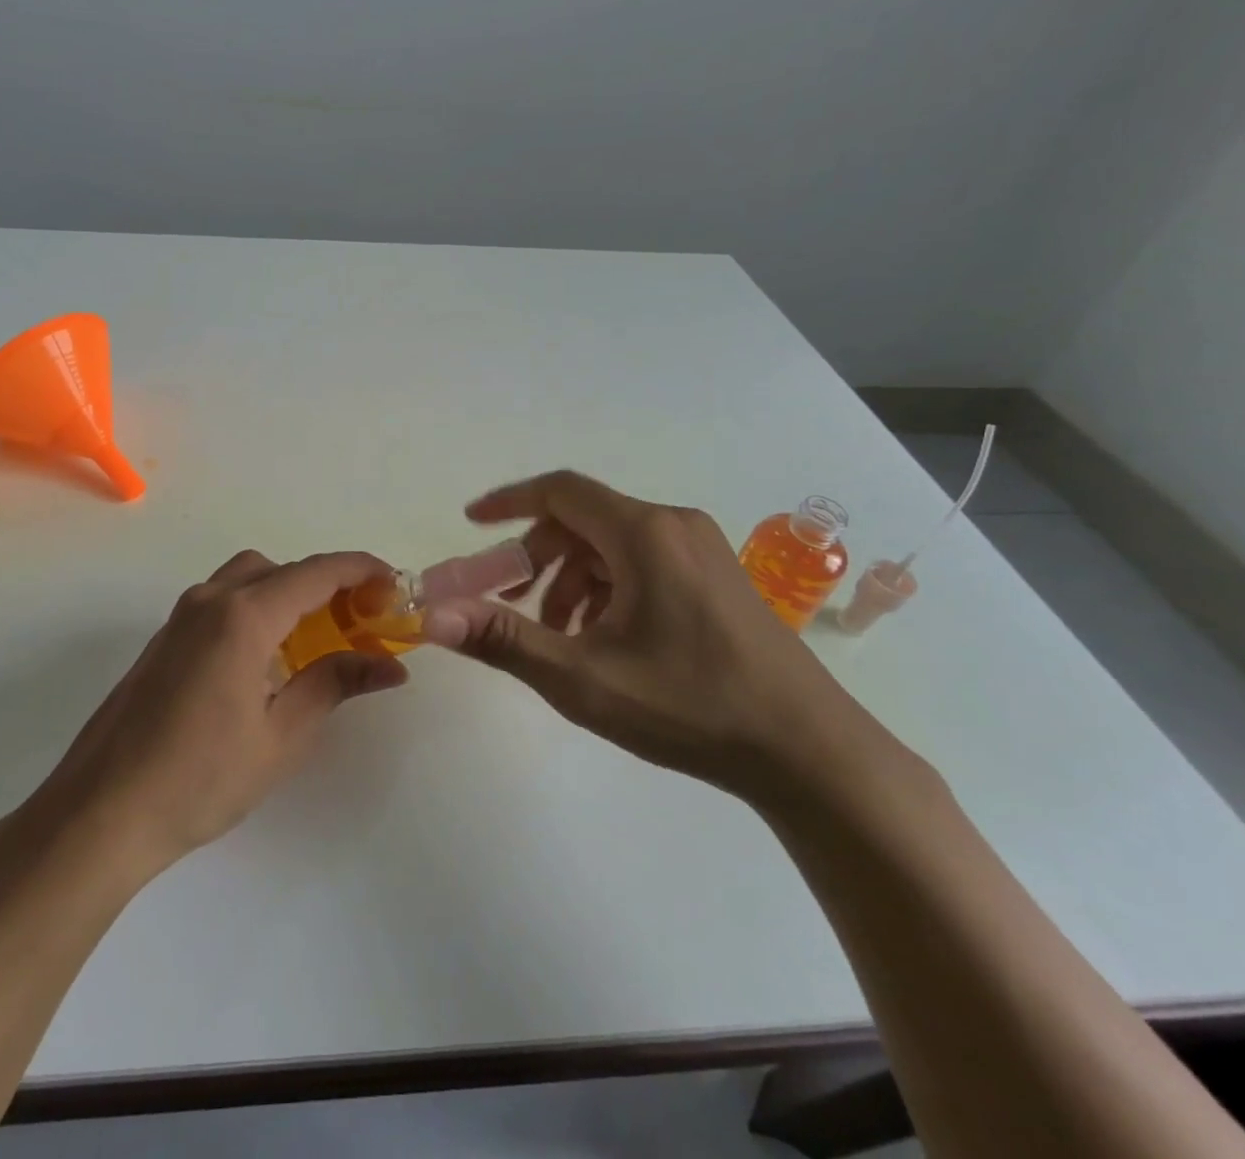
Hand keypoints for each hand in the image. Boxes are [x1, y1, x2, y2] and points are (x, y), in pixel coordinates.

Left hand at [39, 550, 408, 872]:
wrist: (103, 812)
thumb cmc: (200, 778)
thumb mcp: (281, 735)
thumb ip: (334, 684)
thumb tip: (390, 665)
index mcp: (242, 616)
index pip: (315, 573)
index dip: (361, 570)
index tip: (395, 583)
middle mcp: (209, 600)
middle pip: (280, 569)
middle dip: (325, 583)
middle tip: (359, 619)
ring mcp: (180, 618)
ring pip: (246, 579)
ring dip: (287, 593)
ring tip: (317, 637)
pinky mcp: (164, 639)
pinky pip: (221, 602)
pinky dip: (256, 609)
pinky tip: (267, 659)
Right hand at [421, 470, 875, 802]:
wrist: (810, 753)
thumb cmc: (690, 706)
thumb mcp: (583, 678)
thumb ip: (504, 640)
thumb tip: (433, 617)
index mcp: (643, 533)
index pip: (560, 491)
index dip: (508, 502)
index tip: (471, 522)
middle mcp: (674, 526)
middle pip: (583, 520)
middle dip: (538, 558)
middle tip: (513, 604)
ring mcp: (703, 551)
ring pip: (613, 545)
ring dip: (572, 579)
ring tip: (561, 637)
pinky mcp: (719, 578)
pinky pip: (644, 563)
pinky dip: (608, 589)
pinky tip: (607, 642)